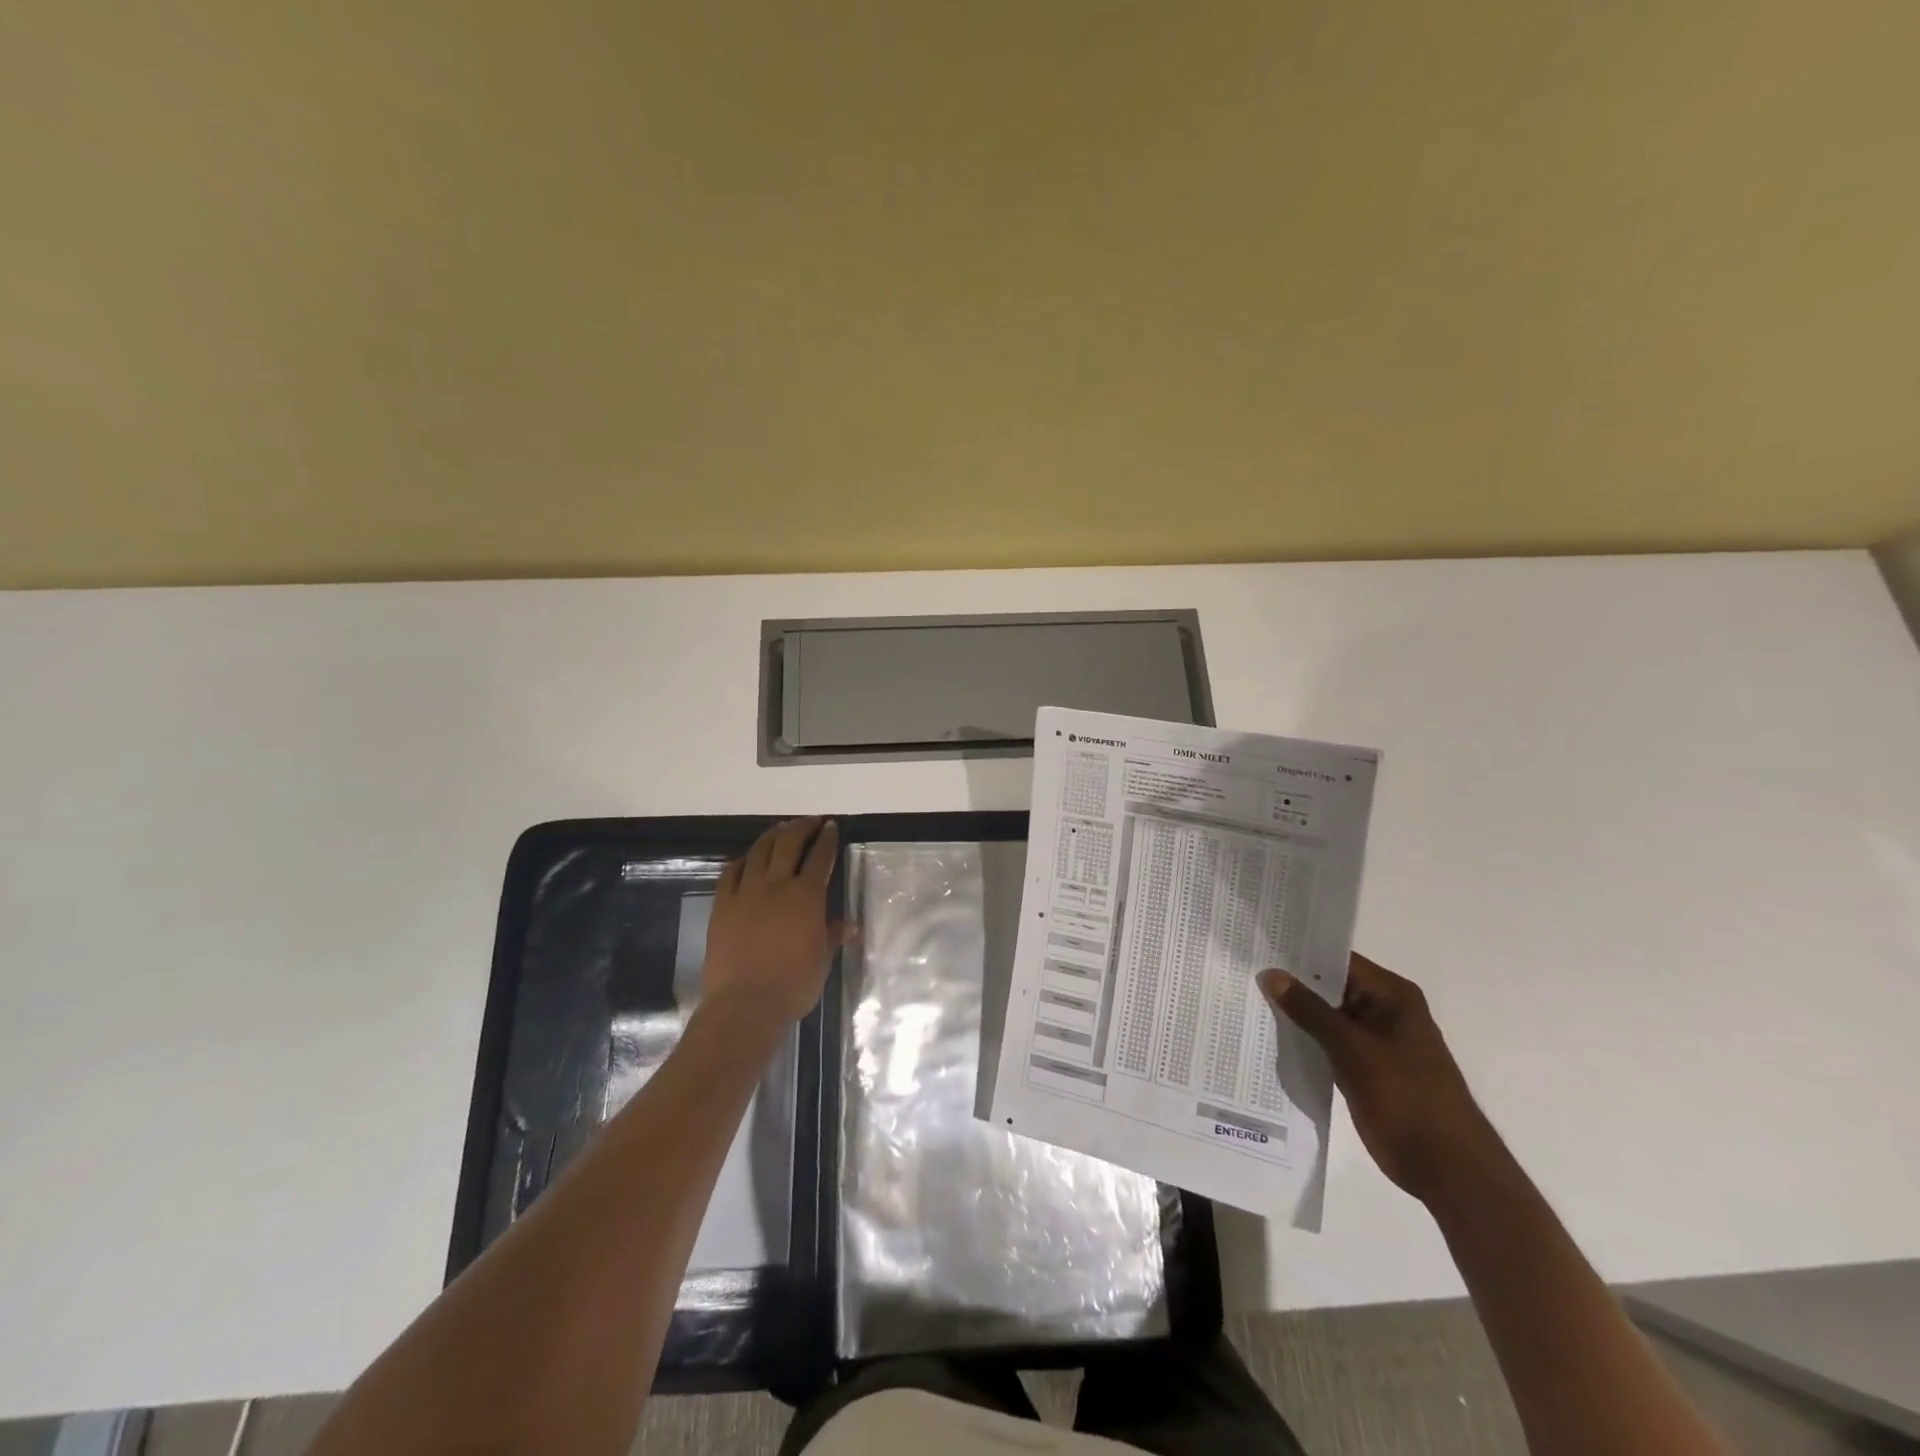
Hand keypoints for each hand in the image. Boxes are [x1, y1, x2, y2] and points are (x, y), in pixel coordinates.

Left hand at [701, 817, 853, 1031]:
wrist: (745, 1005)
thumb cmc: (793, 985)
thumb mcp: (821, 960)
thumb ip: (832, 935)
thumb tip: (850, 925)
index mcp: (806, 896)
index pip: (820, 857)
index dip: (827, 839)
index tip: (830, 827)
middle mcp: (776, 885)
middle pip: (789, 844)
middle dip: (802, 828)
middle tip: (810, 822)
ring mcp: (745, 892)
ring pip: (759, 851)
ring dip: (772, 836)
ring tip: (781, 830)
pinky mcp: (722, 905)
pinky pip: (731, 872)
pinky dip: (742, 860)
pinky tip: (747, 858)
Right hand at [1259, 953, 1498, 1204]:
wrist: (1447, 1169)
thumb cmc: (1407, 1098)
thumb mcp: (1353, 1049)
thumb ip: (1309, 1010)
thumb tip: (1271, 973)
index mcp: (1392, 996)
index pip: (1338, 960)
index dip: (1300, 952)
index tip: (1259, 946)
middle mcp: (1384, 1011)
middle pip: (1330, 987)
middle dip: (1291, 983)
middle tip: (1243, 970)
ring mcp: (1374, 1042)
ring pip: (1326, 1017)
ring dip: (1295, 1013)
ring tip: (1247, 997)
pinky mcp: (1364, 1068)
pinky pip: (1328, 1043)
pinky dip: (1304, 1040)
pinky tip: (1268, 1035)